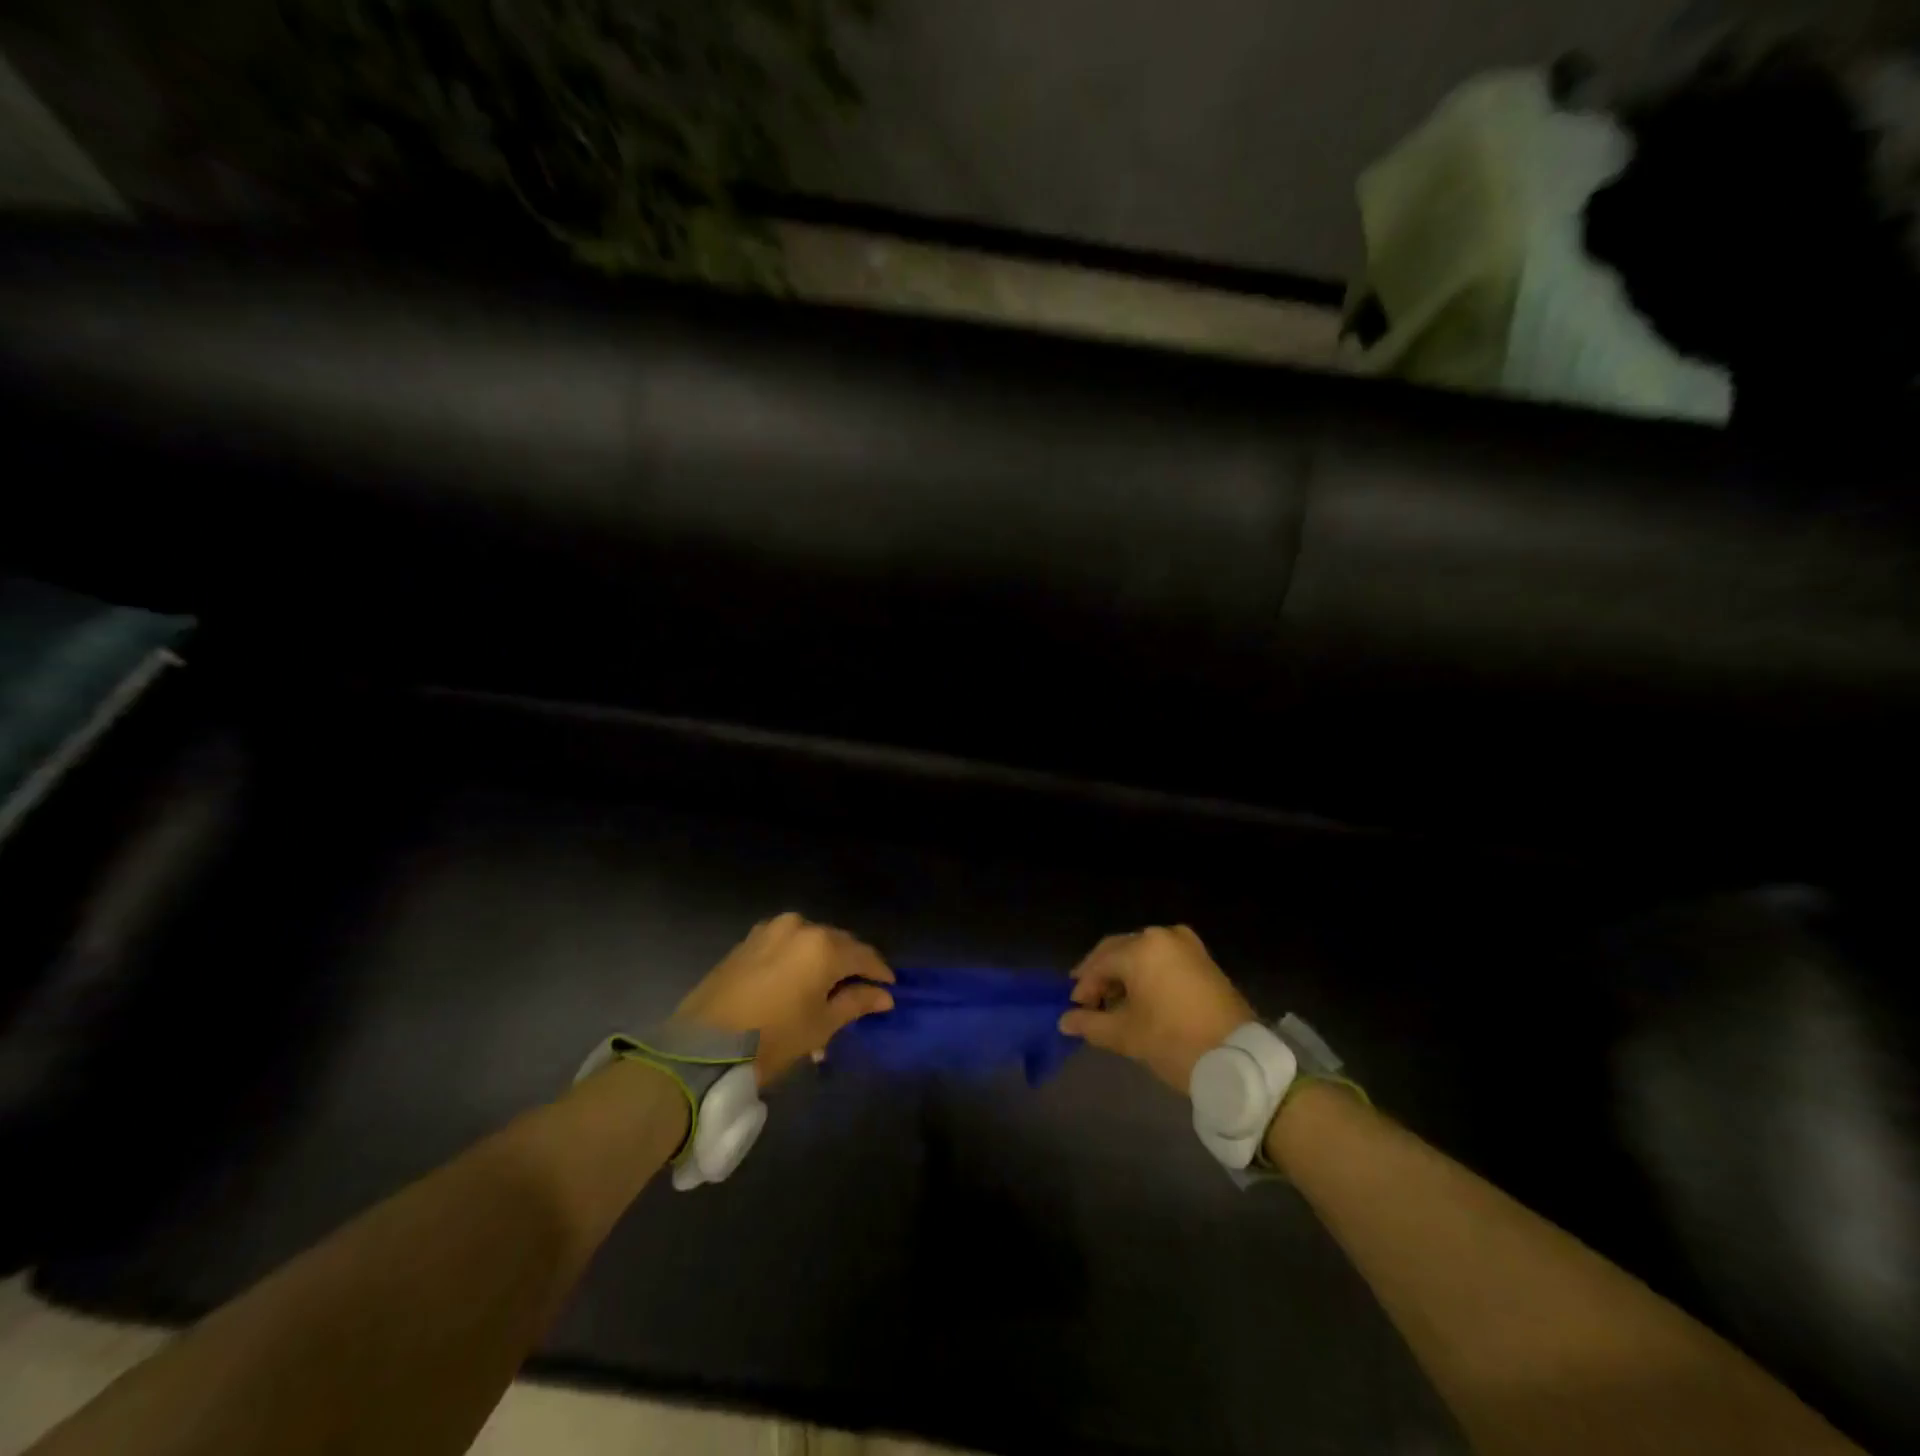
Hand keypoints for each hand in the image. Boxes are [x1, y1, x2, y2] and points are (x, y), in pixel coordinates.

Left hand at [677, 913, 894, 1085]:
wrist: (704, 1047)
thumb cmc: (773, 1038)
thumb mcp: (821, 1025)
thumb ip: (856, 1002)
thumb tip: (883, 995)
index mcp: (823, 945)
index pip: (864, 955)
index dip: (879, 972)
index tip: (889, 989)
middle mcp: (800, 927)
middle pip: (838, 943)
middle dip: (851, 965)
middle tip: (860, 991)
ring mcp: (770, 929)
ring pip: (810, 941)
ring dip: (823, 960)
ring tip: (827, 988)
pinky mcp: (748, 940)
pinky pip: (786, 944)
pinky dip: (798, 959)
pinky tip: (799, 981)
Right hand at [1059, 925, 1256, 1095]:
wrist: (1239, 1059)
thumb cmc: (1175, 1042)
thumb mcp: (1126, 1035)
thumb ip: (1090, 1023)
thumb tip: (1065, 1021)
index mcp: (1141, 948)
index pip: (1099, 963)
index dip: (1083, 986)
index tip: (1075, 1010)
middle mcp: (1162, 936)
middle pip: (1119, 951)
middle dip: (1102, 975)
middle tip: (1088, 1002)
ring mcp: (1187, 944)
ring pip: (1142, 953)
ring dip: (1125, 974)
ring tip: (1114, 1003)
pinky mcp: (1203, 958)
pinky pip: (1164, 958)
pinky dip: (1148, 973)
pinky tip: (1142, 997)